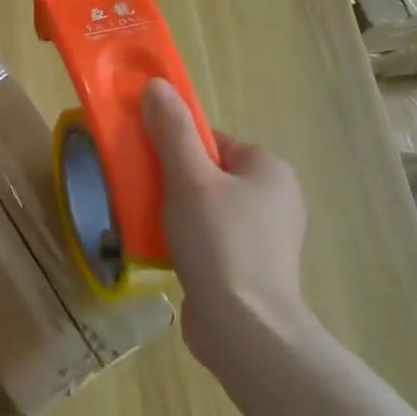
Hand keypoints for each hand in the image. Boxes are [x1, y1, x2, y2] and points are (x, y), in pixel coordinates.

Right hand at [140, 79, 312, 365]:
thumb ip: (172, 131)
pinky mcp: (252, 267)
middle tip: (142, 191)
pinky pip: (210, 236)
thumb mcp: (188, 178)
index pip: (211, 138)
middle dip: (171, 178)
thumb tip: (157, 85)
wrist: (245, 330)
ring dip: (174, 209)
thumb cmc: (220, 242)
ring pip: (205, 204)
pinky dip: (186, 237)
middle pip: (206, 170)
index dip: (174, 144)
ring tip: (147, 221)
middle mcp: (275, 197)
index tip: (146, 161)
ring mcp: (266, 235)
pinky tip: (163, 249)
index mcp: (268, 168)